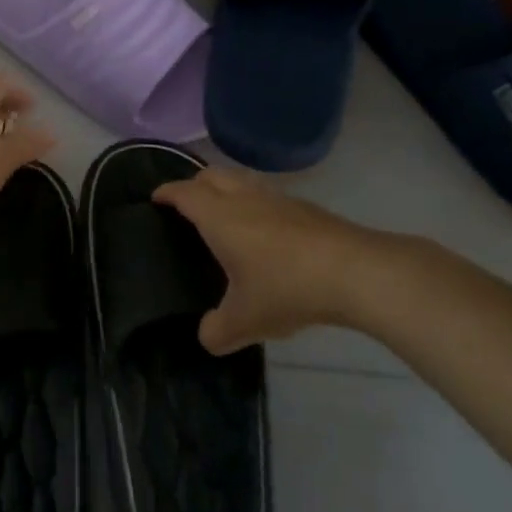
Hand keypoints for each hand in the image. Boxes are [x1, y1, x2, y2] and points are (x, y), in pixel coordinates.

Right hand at [153, 168, 423, 353]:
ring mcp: (278, 199)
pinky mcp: (306, 208)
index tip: (155, 199)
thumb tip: (207, 336)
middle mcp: (244, 198)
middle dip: (193, 184)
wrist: (356, 272)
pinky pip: (268, 195)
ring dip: (226, 190)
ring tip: (224, 216)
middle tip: (186, 206)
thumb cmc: (288, 288)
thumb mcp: (245, 321)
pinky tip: (265, 233)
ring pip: (241, 181)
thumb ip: (217, 331)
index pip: (184, 193)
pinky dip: (255, 204)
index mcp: (219, 217)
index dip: (166, 193)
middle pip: (211, 175)